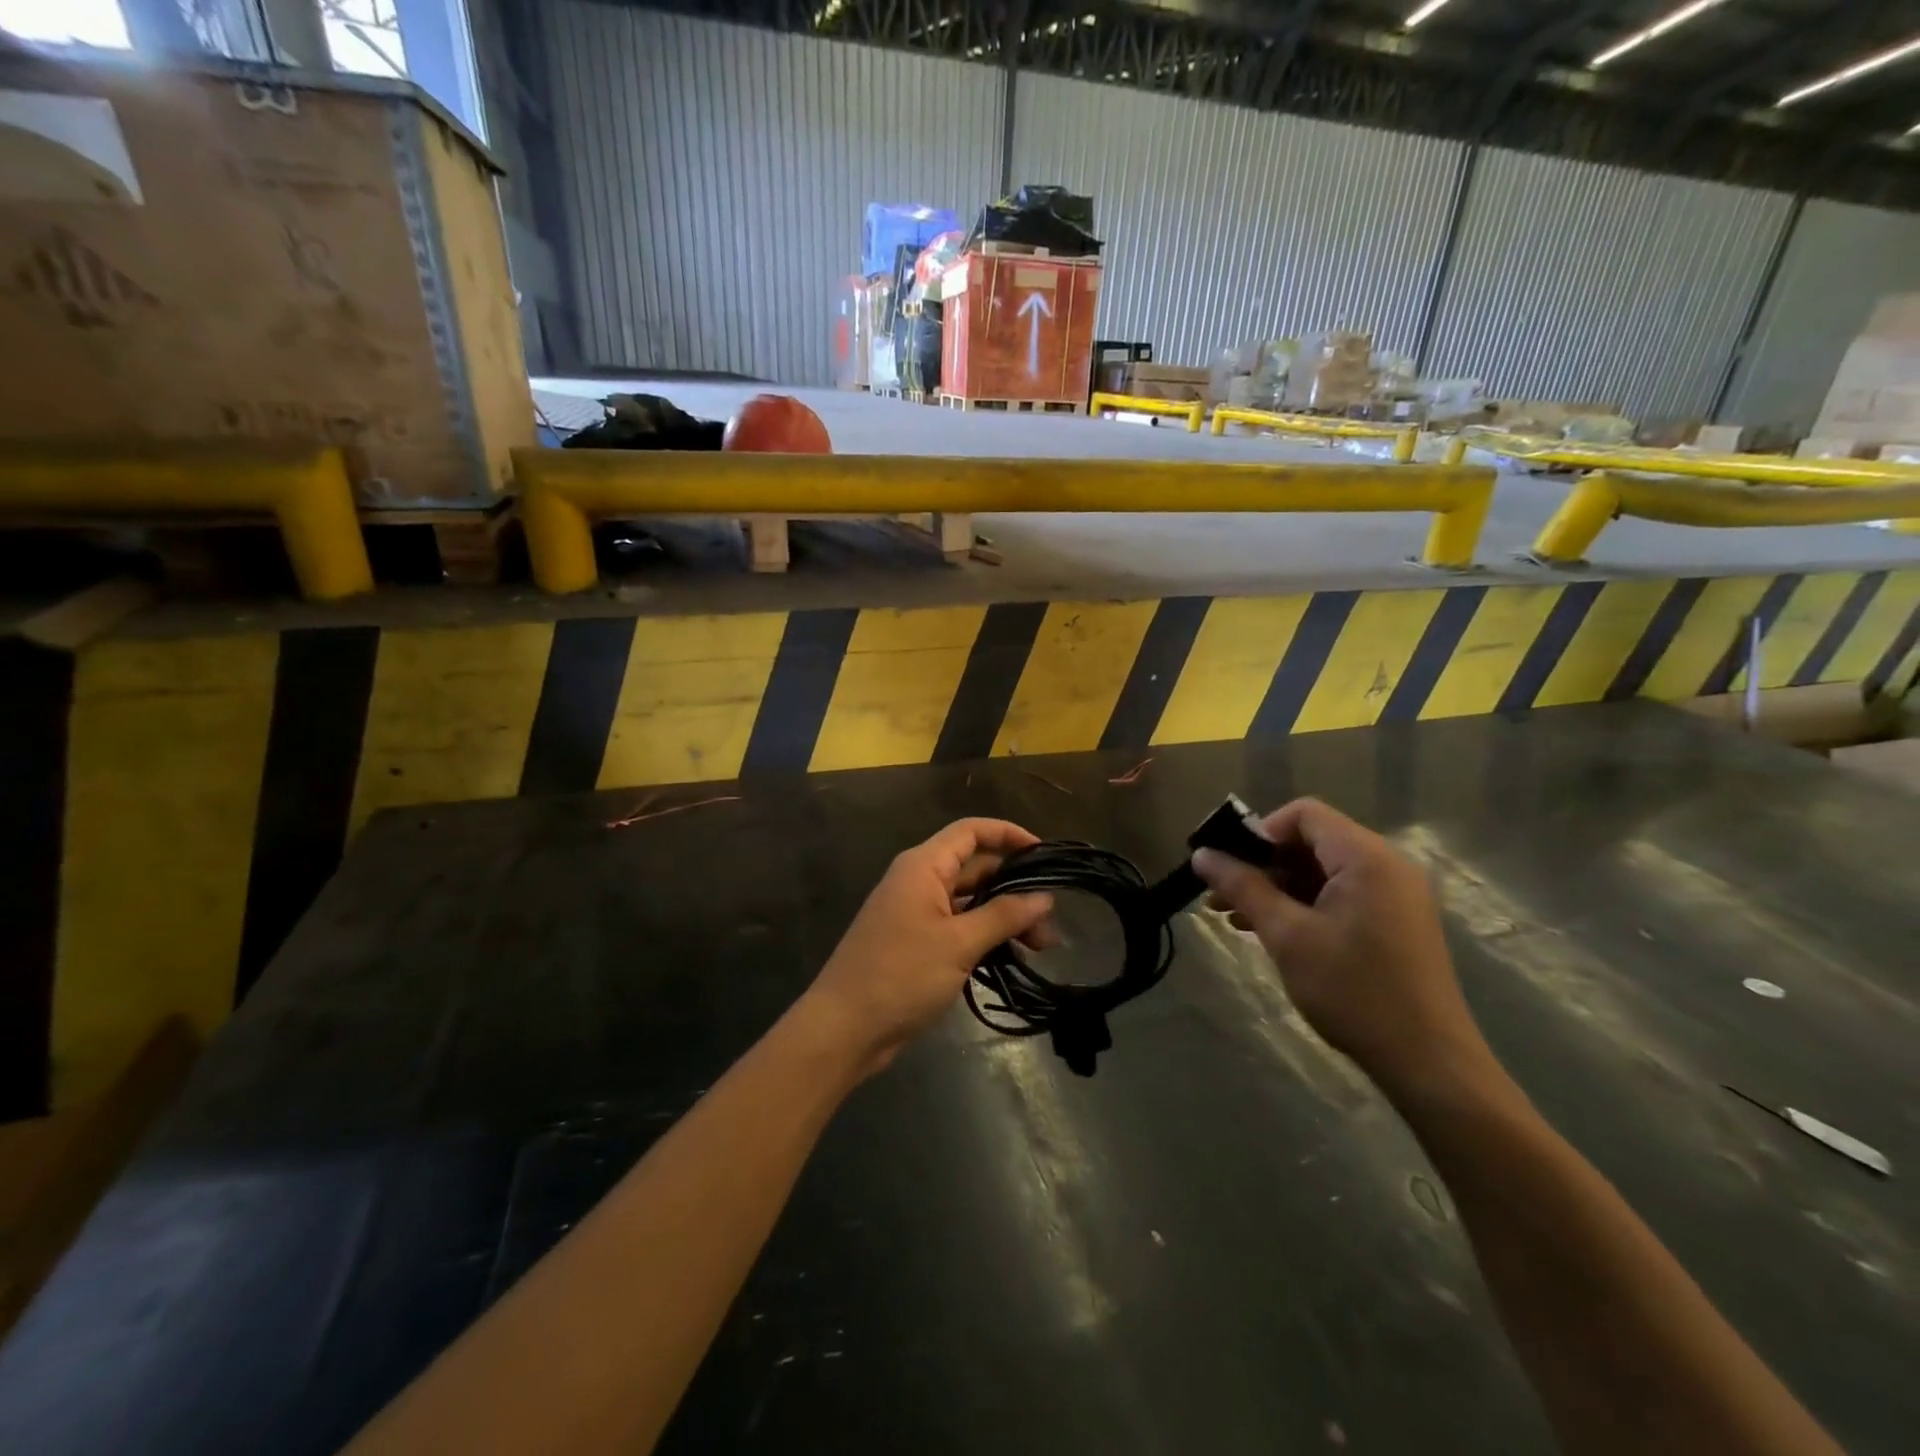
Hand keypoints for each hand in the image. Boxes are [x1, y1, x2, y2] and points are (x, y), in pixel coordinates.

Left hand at [800, 819, 1054, 1076]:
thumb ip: (1003, 916)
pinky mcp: (916, 942)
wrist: (844, 1028)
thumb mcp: (959, 944)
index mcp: (923, 867)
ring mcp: (916, 913)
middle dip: (1014, 887)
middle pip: (975, 868)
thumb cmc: (900, 975)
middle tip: (1051, 918)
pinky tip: (1012, 956)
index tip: (1045, 853)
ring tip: (1042, 944)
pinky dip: (985, 935)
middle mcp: (919, 881)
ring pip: (970, 901)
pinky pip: (958, 926)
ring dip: (1004, 916)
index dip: (1008, 834)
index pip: (971, 832)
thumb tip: (1044, 897)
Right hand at [1192, 798, 1494, 1103]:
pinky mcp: (1394, 921)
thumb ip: (1243, 888)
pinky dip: (1302, 904)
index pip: (1304, 814)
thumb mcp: (1287, 936)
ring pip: (1321, 871)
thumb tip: (1201, 855)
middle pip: (1311, 841)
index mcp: (1366, 857)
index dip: (1259, 832)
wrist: (1428, 1063)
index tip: (1229, 865)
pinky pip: (1339, 894)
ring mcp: (1394, 894)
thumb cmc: (1353, 992)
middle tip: (1220, 893)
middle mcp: (1386, 865)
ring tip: (1232, 915)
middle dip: (1262, 863)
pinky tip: (1268, 929)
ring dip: (1276, 886)